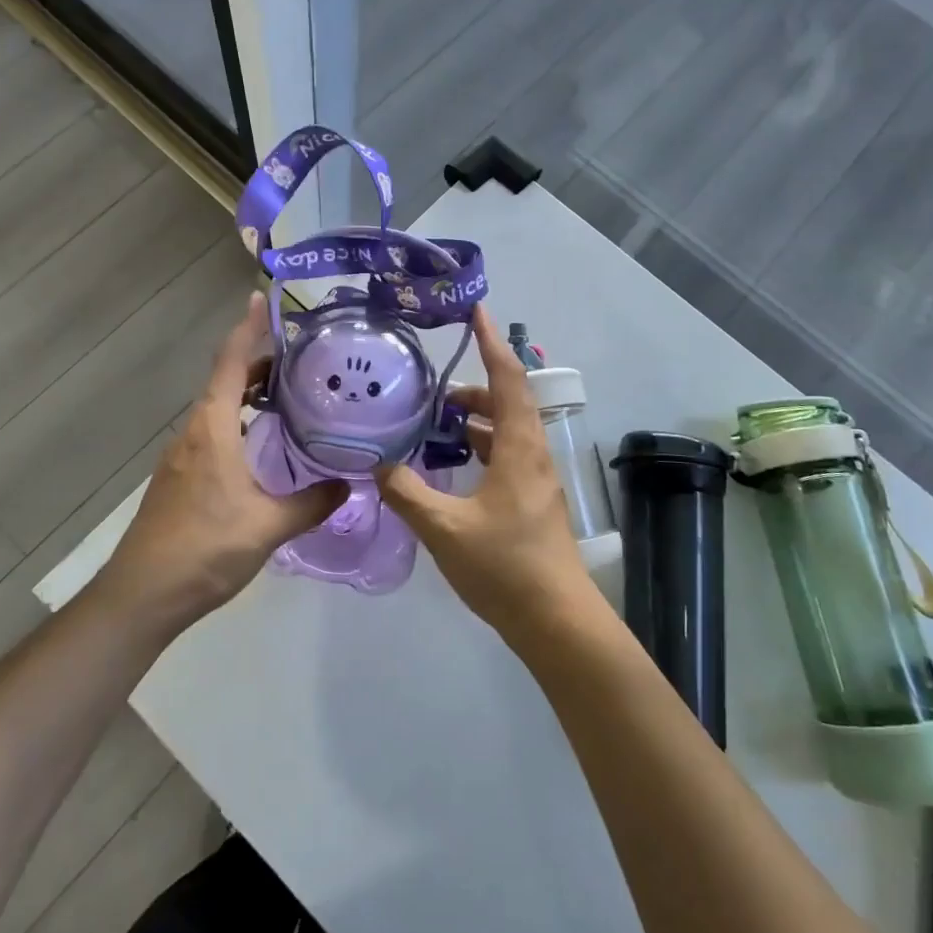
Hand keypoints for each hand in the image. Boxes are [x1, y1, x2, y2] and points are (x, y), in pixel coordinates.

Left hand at [98, 292, 345, 633]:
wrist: (143, 595)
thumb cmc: (205, 548)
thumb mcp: (268, 526)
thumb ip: (313, 502)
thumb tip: (351, 484)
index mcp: (213, 428)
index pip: (230, 363)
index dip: (247, 328)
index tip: (261, 298)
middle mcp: (194, 432)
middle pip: (226, 381)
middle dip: (259, 364)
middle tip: (303, 360)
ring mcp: (182, 455)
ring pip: (219, 408)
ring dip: (248, 395)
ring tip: (290, 397)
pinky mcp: (180, 476)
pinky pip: (213, 431)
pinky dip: (239, 421)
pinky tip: (263, 445)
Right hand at [377, 304, 596, 639]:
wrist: (556, 622)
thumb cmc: (505, 567)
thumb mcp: (444, 528)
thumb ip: (406, 492)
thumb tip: (376, 465)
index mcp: (519, 448)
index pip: (508, 378)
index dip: (491, 341)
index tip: (475, 310)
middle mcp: (533, 455)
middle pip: (508, 401)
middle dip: (473, 386)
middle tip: (433, 390)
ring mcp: (535, 480)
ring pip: (507, 430)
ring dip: (476, 418)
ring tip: (436, 422)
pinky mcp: (532, 501)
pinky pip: (505, 455)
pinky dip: (480, 446)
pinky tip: (452, 464)